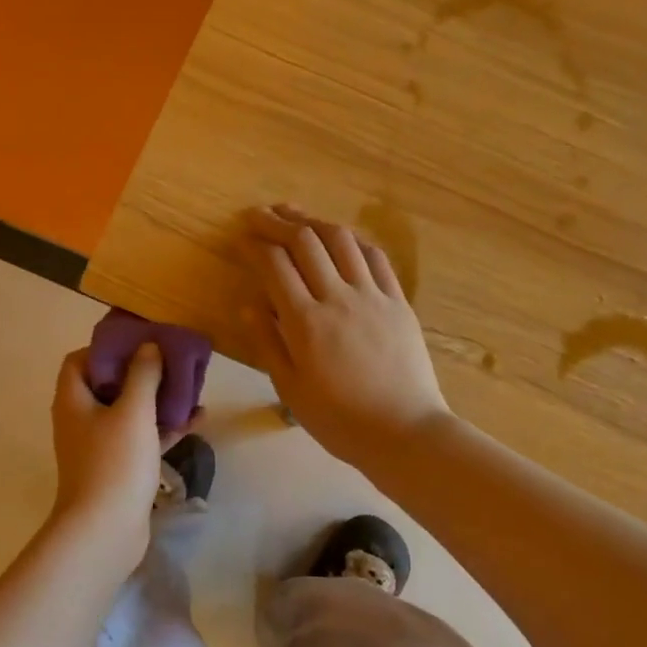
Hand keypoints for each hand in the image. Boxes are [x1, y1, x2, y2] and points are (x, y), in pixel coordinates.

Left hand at [47, 343, 177, 556]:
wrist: (104, 532)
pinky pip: (141, 438)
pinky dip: (164, 428)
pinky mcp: (118, 467)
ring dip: (157, 399)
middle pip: (109, 384)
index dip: (106, 348)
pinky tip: (196, 420)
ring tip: (190, 387)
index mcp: (74, 400)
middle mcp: (82, 419)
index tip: (139, 343)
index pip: (80, 360)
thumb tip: (148, 346)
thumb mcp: (133, 411)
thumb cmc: (114, 463)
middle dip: (142, 372)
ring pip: (129, 411)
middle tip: (171, 362)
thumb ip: (143, 374)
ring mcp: (99, 445)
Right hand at [240, 204, 450, 465]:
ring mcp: (372, 295)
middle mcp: (338, 297)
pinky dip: (352, 240)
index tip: (241, 237)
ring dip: (314, 221)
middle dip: (277, 221)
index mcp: (305, 322)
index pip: (275, 265)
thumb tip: (248, 304)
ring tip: (295, 214)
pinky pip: (375, 257)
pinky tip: (340, 237)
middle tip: (259, 214)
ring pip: (341, 239)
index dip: (255, 245)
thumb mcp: (291, 389)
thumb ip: (268, 343)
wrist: (405, 432)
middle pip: (305, 241)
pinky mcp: (398, 301)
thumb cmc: (340, 419)